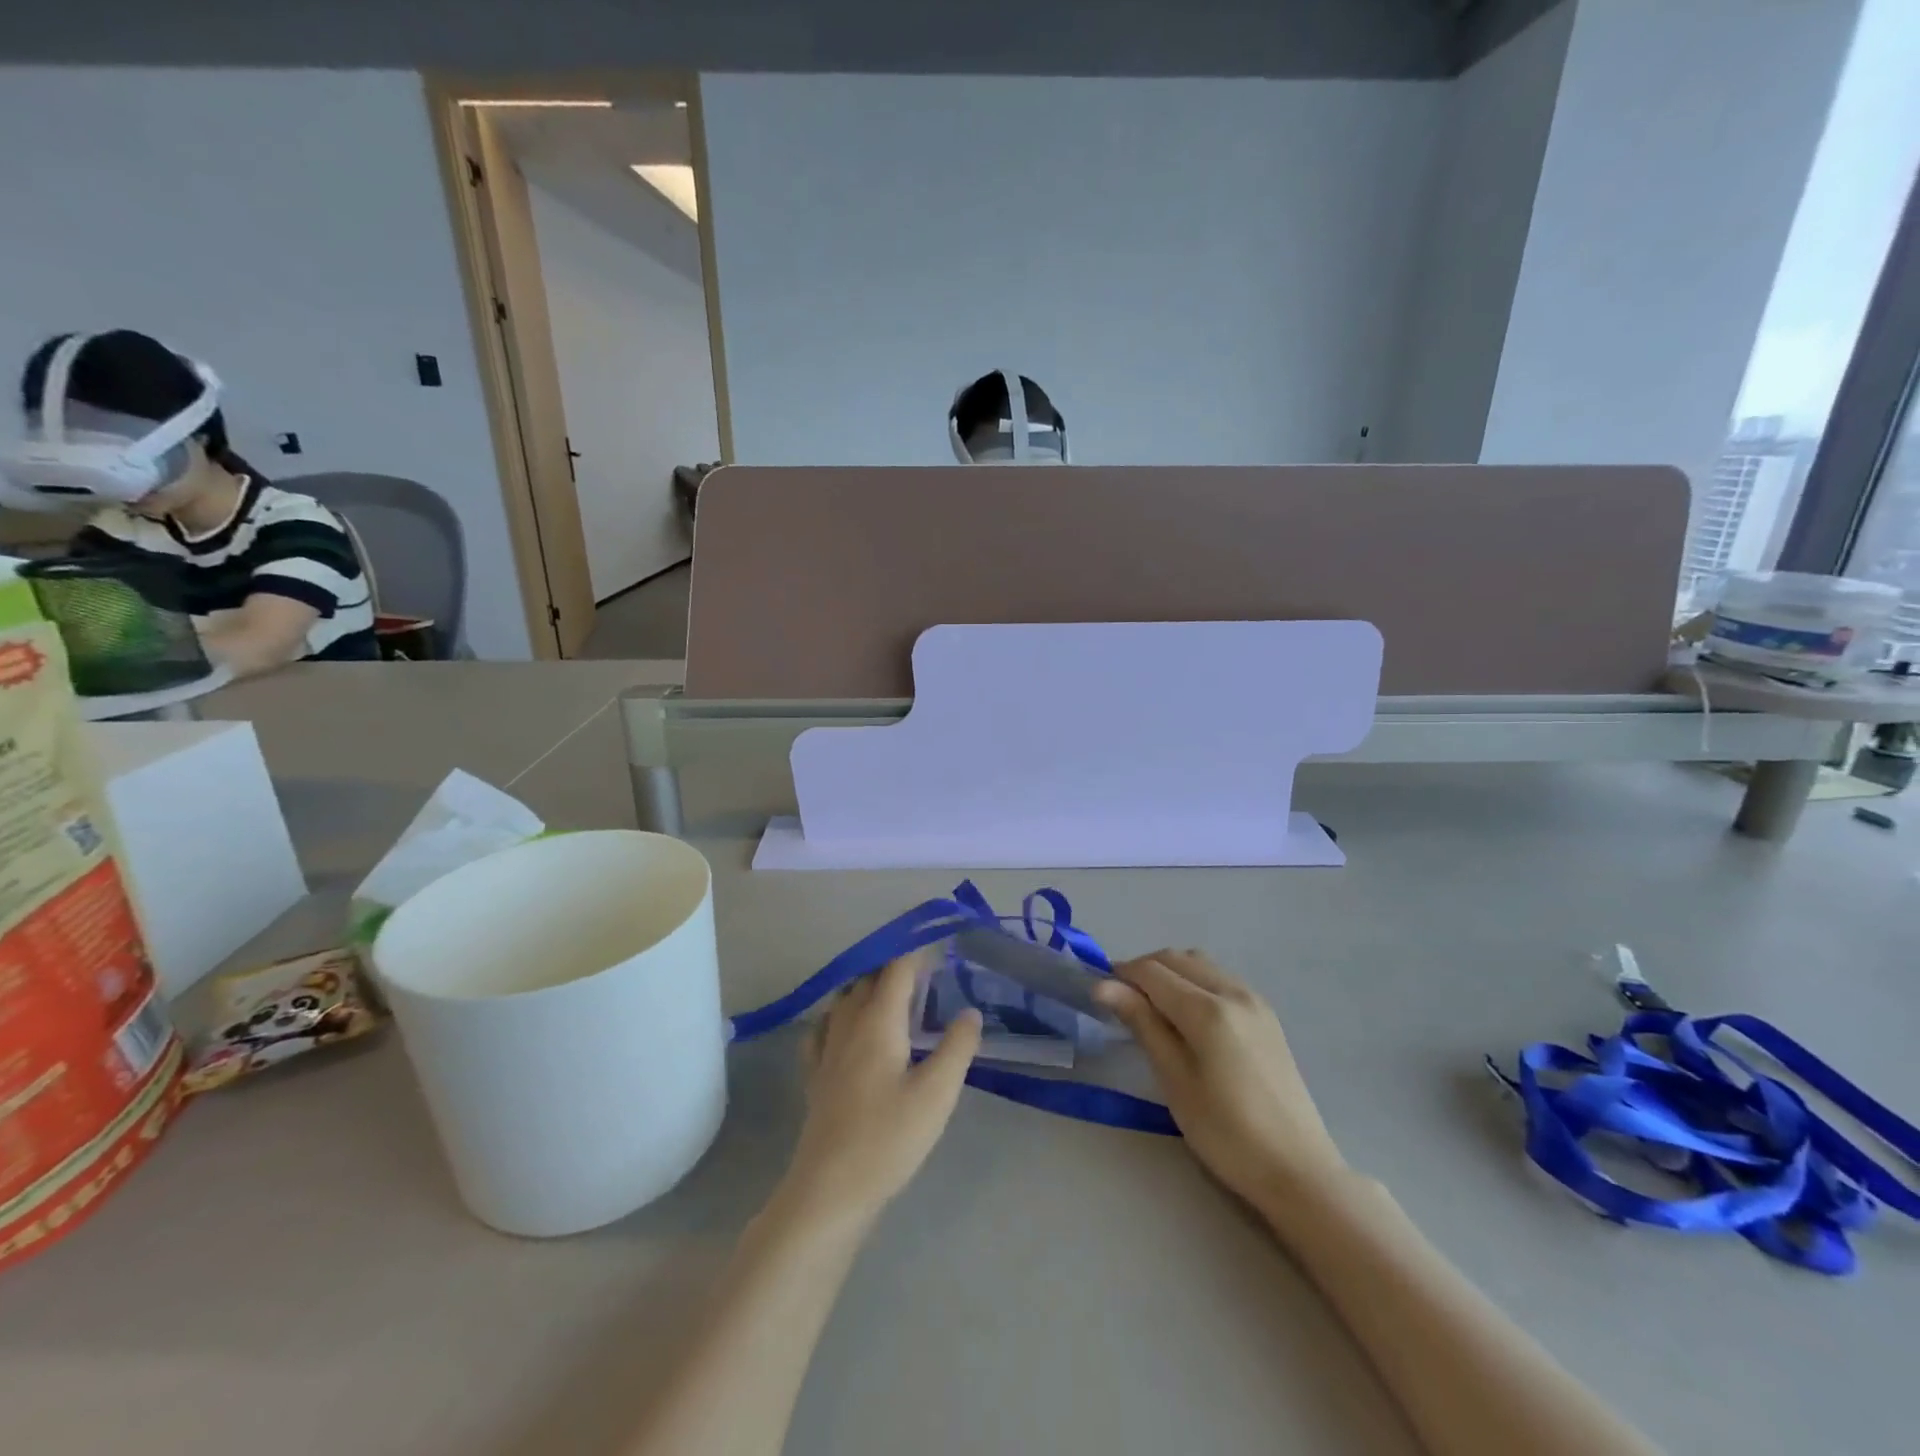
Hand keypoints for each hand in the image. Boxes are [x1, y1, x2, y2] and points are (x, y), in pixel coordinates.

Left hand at [781, 951, 982, 1228]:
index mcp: (877, 1021)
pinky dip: (840, 1015)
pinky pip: (824, 1027)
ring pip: (844, 999)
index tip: (939, 945)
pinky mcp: (815, 1075)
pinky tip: (847, 1028)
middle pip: (867, 978)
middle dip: (894, 967)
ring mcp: (826, 1049)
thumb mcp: (936, 1094)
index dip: (916, 952)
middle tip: (926, 972)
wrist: (829, 1190)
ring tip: (893, 994)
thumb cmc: (888, 1138)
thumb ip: (956, 1048)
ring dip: (867, 986)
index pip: (896, 970)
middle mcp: (847, 1024)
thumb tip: (969, 1011)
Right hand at [1095, 950, 1345, 1204]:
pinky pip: (1219, 978)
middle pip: (1176, 958)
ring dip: (1169, 973)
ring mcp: (1254, 1000)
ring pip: (1199, 964)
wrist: (1298, 1170)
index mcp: (1208, 1009)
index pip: (1152, 971)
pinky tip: (1186, 1015)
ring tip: (1151, 1008)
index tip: (1098, 993)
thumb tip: (1104, 986)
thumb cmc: (1226, 1133)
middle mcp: (1233, 992)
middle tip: (1121, 1002)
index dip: (1120, 975)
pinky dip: (1193, 982)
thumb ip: (1142, 1023)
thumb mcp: (1174, 1080)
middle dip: (1143, 970)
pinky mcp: (1266, 1015)